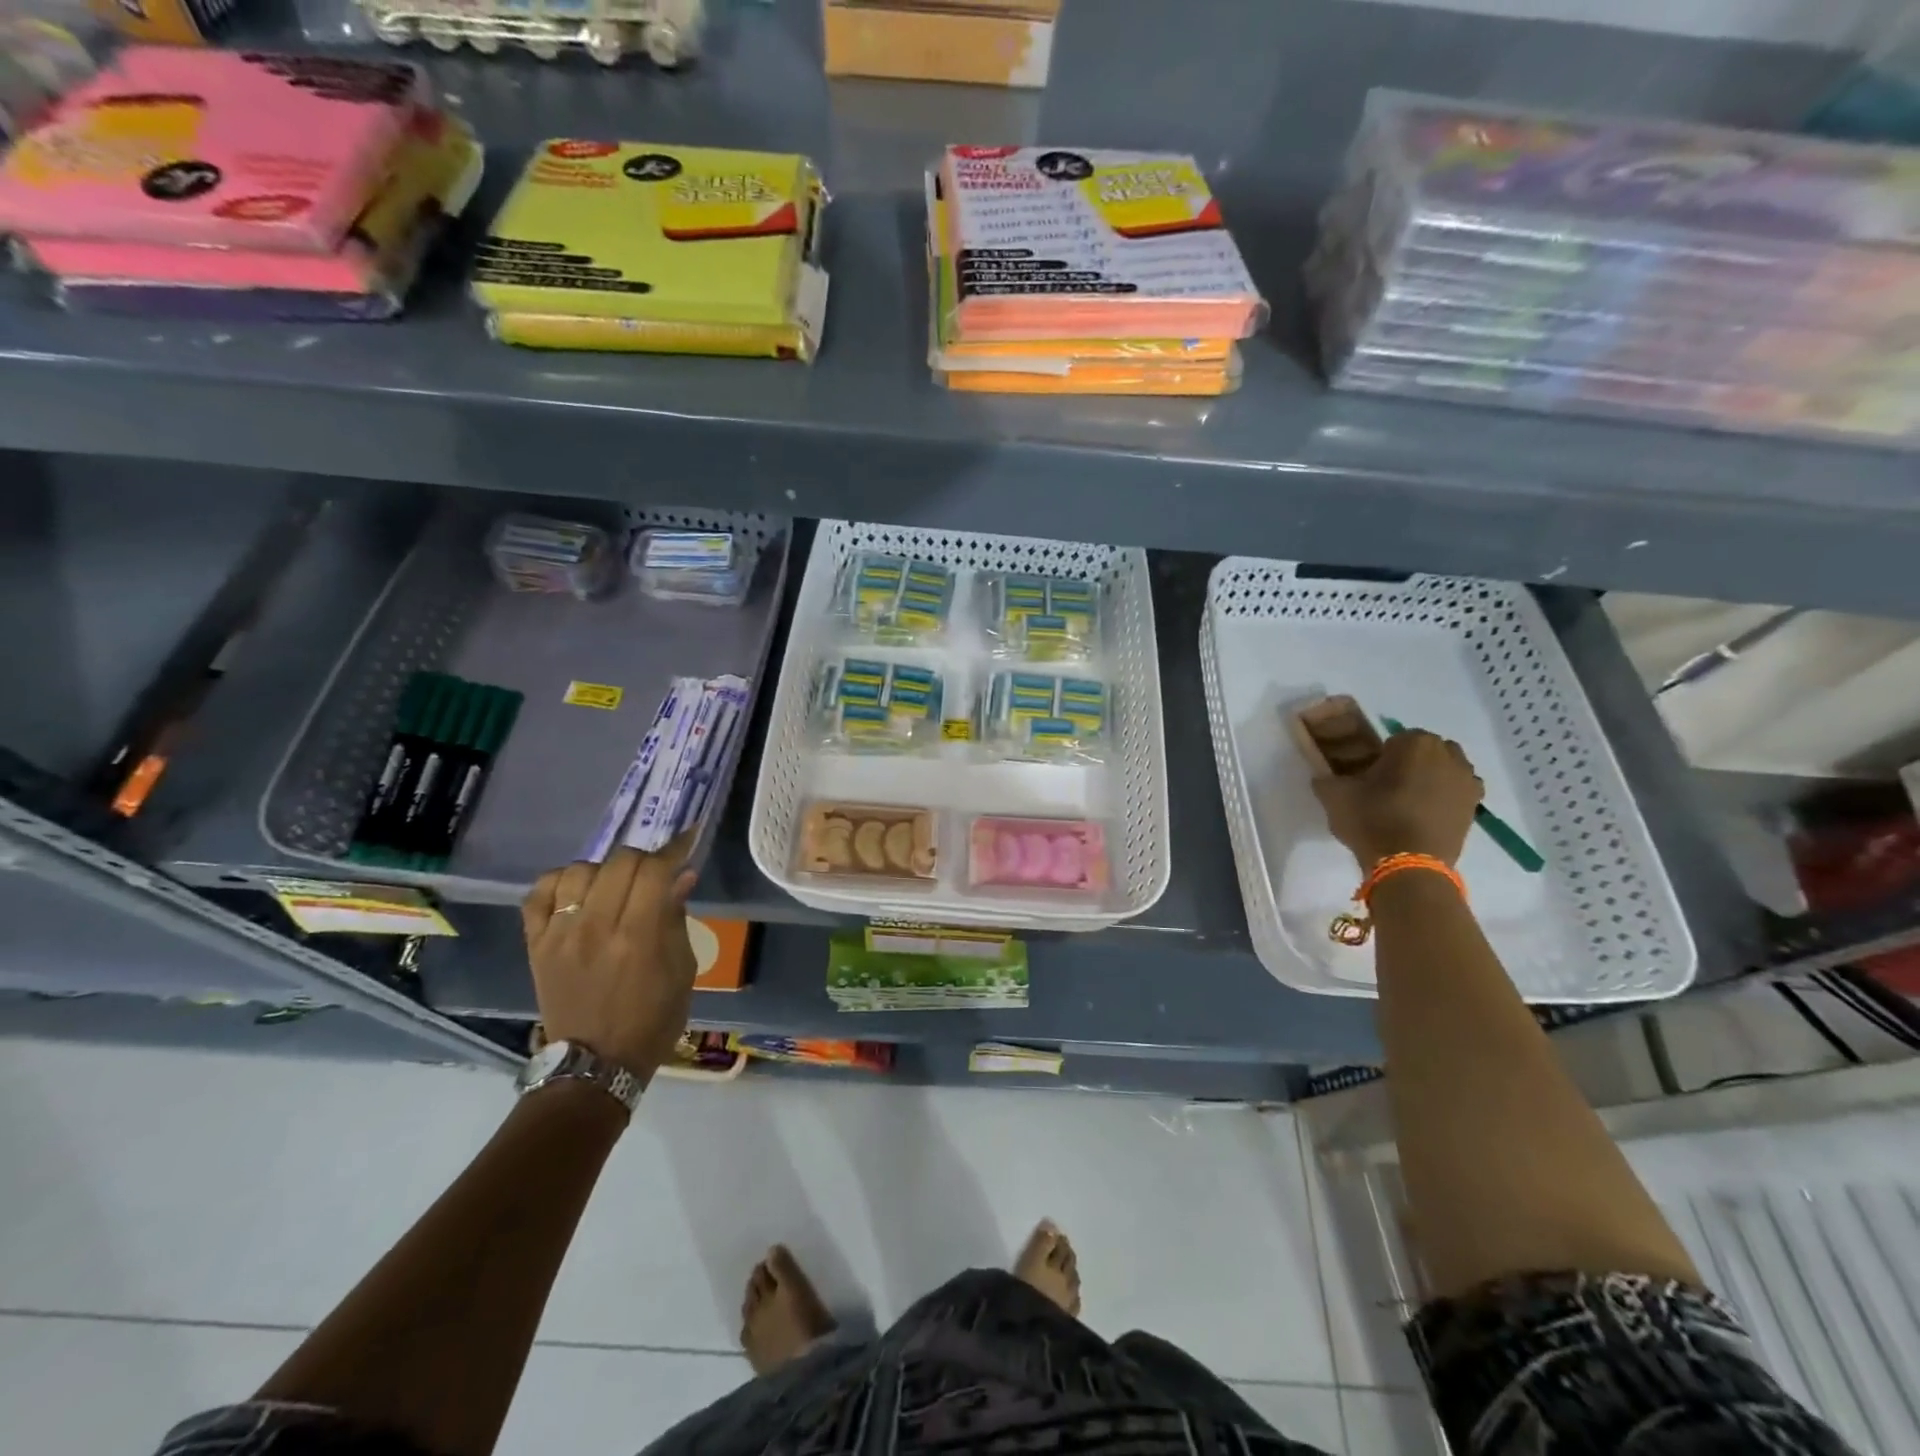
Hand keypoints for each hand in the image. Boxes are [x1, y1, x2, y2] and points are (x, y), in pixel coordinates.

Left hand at [522, 837, 698, 1088]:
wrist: (596, 1064)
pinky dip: (560, 882)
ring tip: (615, 885)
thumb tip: (681, 876)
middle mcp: (596, 928)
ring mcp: (560, 935)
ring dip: (604, 869)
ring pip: (580, 870)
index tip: (688, 838)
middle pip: (619, 862)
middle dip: (644, 859)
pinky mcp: (535, 945)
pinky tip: (577, 891)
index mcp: (639, 937)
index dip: (674, 848)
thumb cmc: (653, 1018)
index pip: (655, 871)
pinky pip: (539, 894)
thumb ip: (677, 918)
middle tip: (654, 873)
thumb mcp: (683, 970)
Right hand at [1312, 729, 1483, 869]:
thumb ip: (1327, 779)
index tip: (1368, 776)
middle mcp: (1449, 755)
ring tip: (1407, 803)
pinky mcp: (1475, 808)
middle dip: (1410, 763)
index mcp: (1415, 743)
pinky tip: (1423, 817)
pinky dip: (1443, 799)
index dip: (1380, 757)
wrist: (1409, 865)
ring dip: (1430, 779)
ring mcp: (1467, 781)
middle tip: (1387, 787)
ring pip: (1444, 771)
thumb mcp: (1334, 795)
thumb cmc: (1372, 820)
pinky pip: (1455, 794)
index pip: (1395, 739)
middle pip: (1425, 751)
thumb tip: (1325, 777)